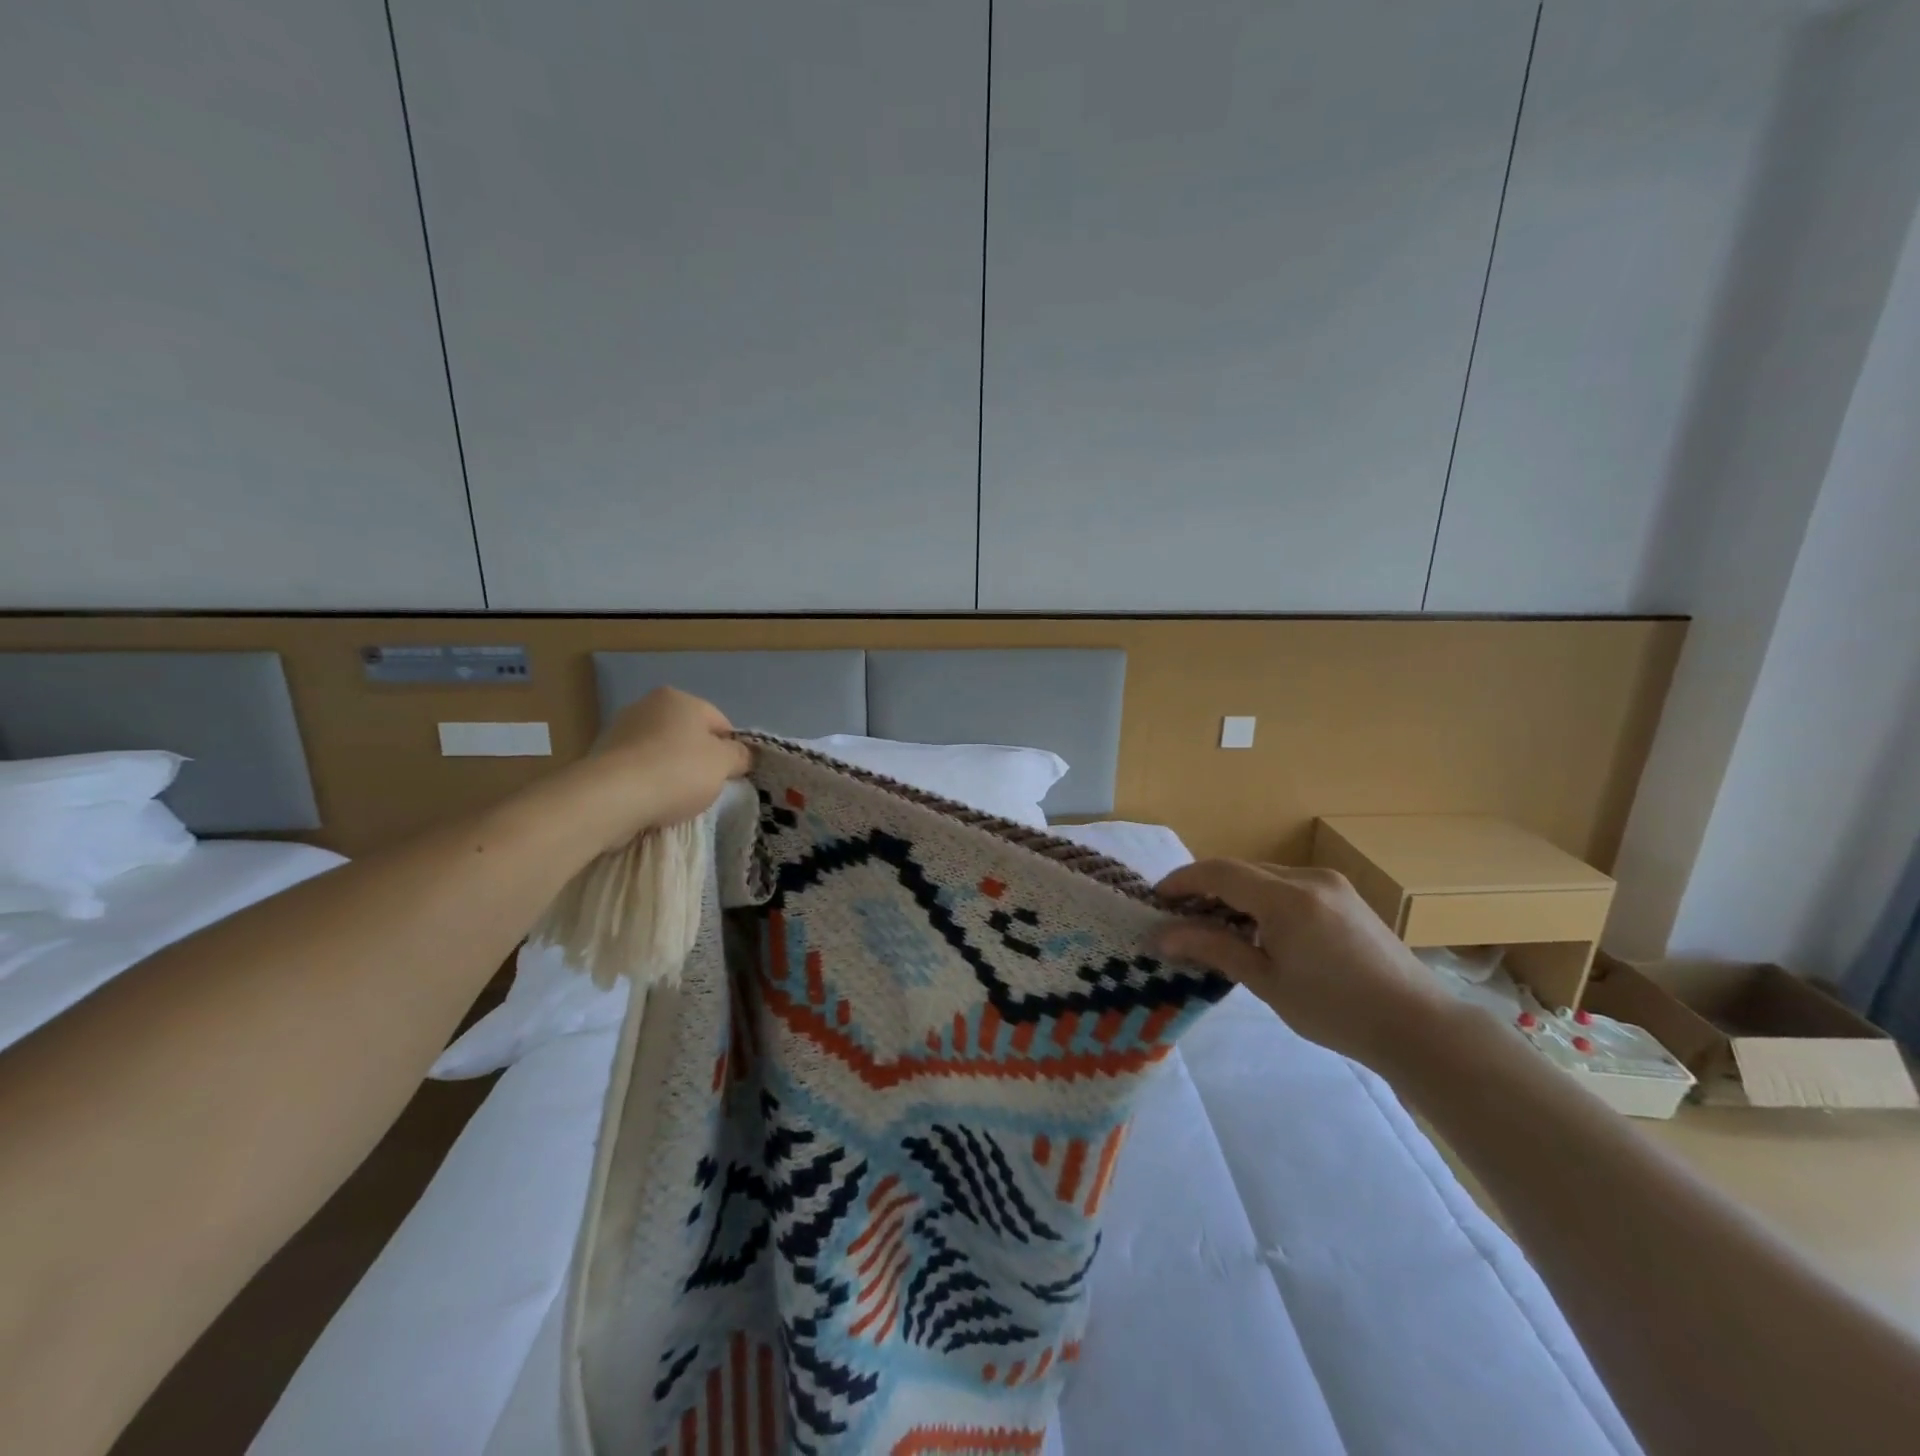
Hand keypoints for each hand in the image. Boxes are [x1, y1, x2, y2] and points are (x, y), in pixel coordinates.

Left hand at [576, 687, 750, 846]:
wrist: (612, 797)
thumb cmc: (677, 771)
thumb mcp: (724, 763)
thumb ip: (740, 755)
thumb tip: (741, 755)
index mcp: (679, 698)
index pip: (720, 724)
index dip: (730, 751)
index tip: (729, 776)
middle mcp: (647, 705)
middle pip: (688, 737)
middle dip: (699, 761)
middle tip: (704, 789)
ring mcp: (620, 730)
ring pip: (662, 754)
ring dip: (672, 773)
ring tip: (675, 800)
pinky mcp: (602, 757)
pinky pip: (639, 770)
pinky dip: (648, 783)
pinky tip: (651, 802)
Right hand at [1153, 860, 1451, 1072]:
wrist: (1419, 1026)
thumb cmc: (1336, 1011)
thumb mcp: (1268, 982)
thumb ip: (1214, 949)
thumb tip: (1163, 936)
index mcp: (1287, 898)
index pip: (1220, 872)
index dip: (1183, 880)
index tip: (1156, 899)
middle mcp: (1308, 878)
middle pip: (1242, 870)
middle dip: (1206, 887)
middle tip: (1180, 917)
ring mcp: (1331, 884)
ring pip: (1266, 876)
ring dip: (1234, 893)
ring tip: (1215, 925)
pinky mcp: (1345, 895)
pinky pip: (1289, 885)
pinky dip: (1262, 898)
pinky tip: (1257, 928)